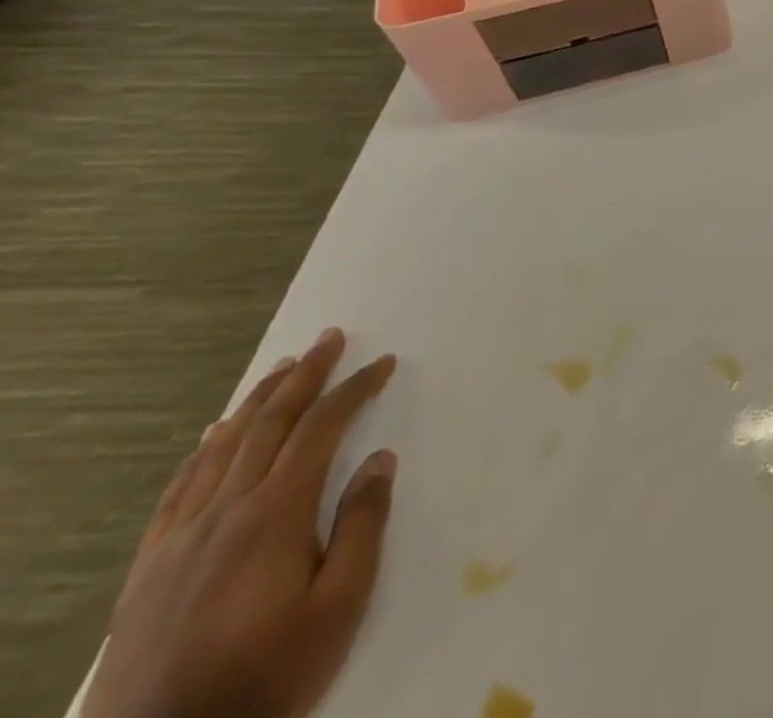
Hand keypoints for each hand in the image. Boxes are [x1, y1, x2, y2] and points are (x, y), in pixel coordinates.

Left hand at [83, 329, 398, 717]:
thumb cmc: (269, 673)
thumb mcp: (340, 603)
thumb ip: (363, 523)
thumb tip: (380, 459)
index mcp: (274, 515)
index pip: (321, 430)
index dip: (355, 390)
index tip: (384, 363)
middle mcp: (223, 512)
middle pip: (268, 425)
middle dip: (303, 376)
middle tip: (329, 337)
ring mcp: (178, 540)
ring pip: (221, 449)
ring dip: (256, 401)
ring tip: (281, 369)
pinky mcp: (149, 568)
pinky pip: (178, 490)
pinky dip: (203, 451)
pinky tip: (213, 437)